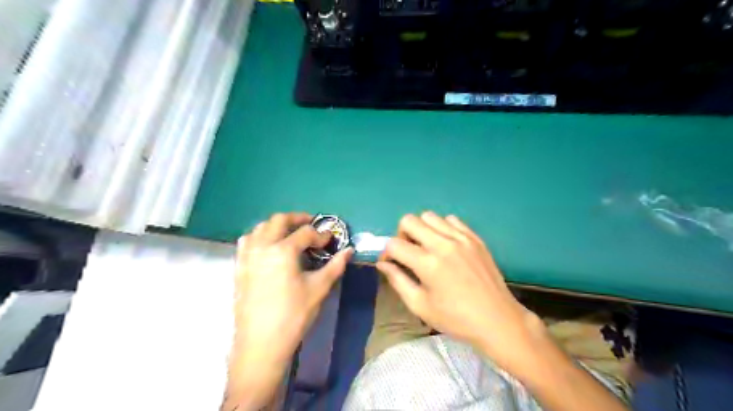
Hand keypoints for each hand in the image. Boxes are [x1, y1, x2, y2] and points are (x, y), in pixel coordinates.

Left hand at [225, 213, 352, 409]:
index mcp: (283, 250)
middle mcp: (262, 247)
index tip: (330, 240)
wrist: (261, 343)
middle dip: (297, 219)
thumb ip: (335, 266)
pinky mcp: (239, 268)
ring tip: (290, 234)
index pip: (305, 233)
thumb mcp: (319, 288)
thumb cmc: (294, 315)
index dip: (321, 234)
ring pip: (259, 228)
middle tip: (311, 225)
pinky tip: (268, 247)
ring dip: (276, 226)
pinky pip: (247, 242)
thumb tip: (349, 251)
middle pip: (279, 220)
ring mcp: (247, 256)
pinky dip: (259, 237)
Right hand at [378, 211, 543, 371]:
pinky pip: (452, 220)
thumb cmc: (456, 318)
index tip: (390, 263)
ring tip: (427, 247)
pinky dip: (442, 227)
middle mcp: (443, 244)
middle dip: (401, 234)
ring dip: (421, 229)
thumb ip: (398, 281)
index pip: (394, 244)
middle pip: (409, 220)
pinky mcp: (475, 237)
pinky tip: (446, 245)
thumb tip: (382, 264)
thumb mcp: (420, 305)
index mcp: (428, 264)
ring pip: (429, 216)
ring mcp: (461, 238)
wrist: (497, 320)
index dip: (386, 253)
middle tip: (408, 252)